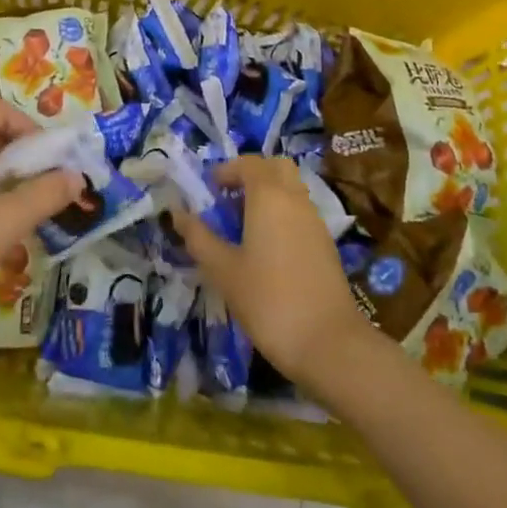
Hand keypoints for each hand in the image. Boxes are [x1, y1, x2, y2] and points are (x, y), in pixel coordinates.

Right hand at [172, 156, 375, 388]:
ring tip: (243, 227)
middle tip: (228, 200)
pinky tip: (267, 250)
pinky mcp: (326, 244)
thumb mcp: (223, 271)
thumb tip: (177, 213)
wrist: (329, 344)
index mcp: (269, 196)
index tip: (208, 191)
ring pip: (291, 189)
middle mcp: (295, 199)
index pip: (248, 163)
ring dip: (267, 195)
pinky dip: (282, 215)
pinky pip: (300, 212)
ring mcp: (315, 221)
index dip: (226, 171)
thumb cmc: (269, 301)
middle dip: (251, 175)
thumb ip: (199, 238)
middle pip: (275, 167)